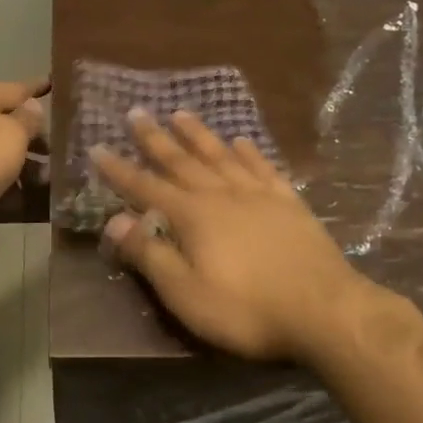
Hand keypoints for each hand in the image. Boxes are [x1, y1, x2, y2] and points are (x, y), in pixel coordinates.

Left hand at [0, 79, 48, 223]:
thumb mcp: (11, 133)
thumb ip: (26, 119)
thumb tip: (31, 106)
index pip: (13, 89)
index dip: (36, 87)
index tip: (54, 84)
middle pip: (4, 123)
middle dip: (32, 135)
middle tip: (59, 148)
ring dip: (23, 163)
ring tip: (48, 179)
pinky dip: (7, 183)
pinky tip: (26, 197)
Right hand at [91, 109, 366, 361]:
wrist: (325, 310)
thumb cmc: (246, 309)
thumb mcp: (185, 292)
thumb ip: (149, 254)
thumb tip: (113, 220)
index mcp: (192, 216)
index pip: (145, 187)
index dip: (119, 170)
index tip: (97, 148)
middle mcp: (221, 195)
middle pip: (181, 161)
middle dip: (155, 138)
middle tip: (136, 112)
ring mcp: (258, 195)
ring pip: (221, 156)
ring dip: (199, 134)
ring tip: (181, 113)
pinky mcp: (289, 203)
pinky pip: (263, 168)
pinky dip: (249, 152)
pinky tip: (241, 140)